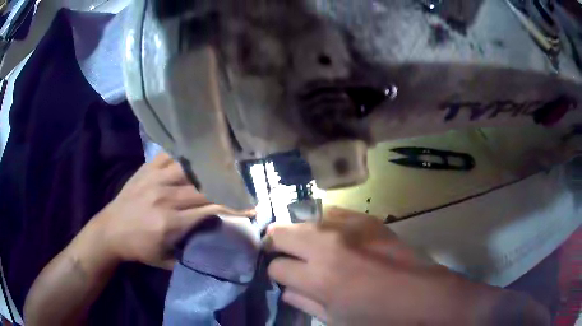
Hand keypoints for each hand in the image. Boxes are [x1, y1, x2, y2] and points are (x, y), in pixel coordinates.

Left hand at [94, 153, 253, 268]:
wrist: (110, 231)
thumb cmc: (138, 249)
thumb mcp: (166, 261)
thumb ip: (190, 252)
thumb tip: (212, 240)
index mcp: (170, 223)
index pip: (210, 210)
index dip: (234, 207)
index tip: (251, 207)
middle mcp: (165, 197)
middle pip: (205, 187)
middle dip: (229, 188)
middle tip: (245, 186)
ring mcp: (155, 179)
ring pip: (191, 168)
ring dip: (210, 168)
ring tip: (226, 167)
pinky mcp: (147, 170)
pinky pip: (170, 155)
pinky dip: (186, 153)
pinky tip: (197, 152)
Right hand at [267, 208, 549, 324]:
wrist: (426, 297)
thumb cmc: (379, 319)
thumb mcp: (336, 319)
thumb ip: (305, 301)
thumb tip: (286, 287)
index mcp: (319, 276)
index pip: (277, 265)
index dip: (275, 272)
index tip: (282, 275)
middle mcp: (328, 244)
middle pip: (282, 232)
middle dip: (276, 244)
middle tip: (283, 255)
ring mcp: (350, 226)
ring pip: (305, 219)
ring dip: (300, 233)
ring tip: (307, 246)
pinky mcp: (368, 219)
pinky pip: (333, 212)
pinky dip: (325, 224)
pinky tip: (332, 236)